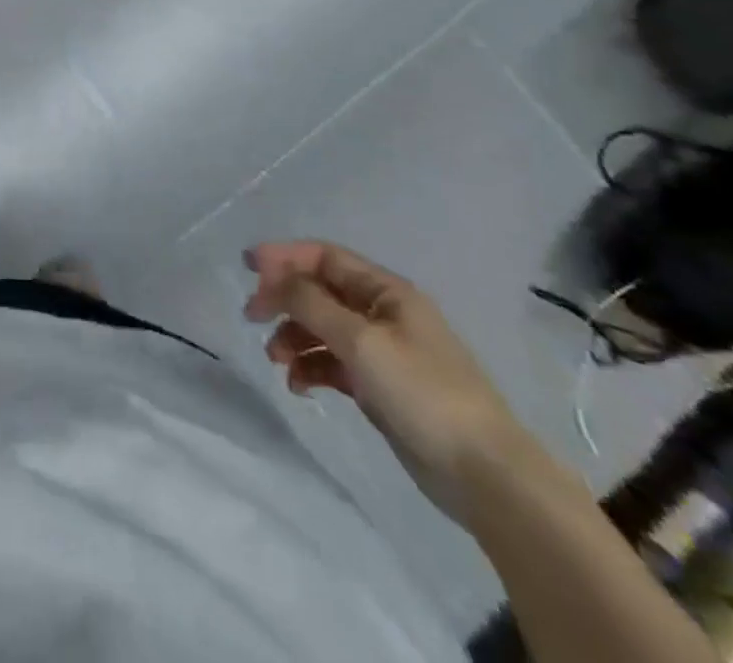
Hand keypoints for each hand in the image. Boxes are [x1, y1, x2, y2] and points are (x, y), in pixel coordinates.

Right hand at [243, 240, 533, 524]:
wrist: (485, 476)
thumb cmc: (423, 393)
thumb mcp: (361, 341)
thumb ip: (311, 303)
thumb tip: (274, 276)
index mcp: (387, 291)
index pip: (325, 257)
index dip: (284, 256)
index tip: (247, 266)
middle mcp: (382, 313)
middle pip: (320, 291)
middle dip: (284, 299)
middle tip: (252, 316)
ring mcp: (382, 351)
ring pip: (322, 328)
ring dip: (294, 336)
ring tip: (276, 360)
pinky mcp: (379, 387)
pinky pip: (333, 363)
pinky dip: (311, 368)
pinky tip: (300, 386)